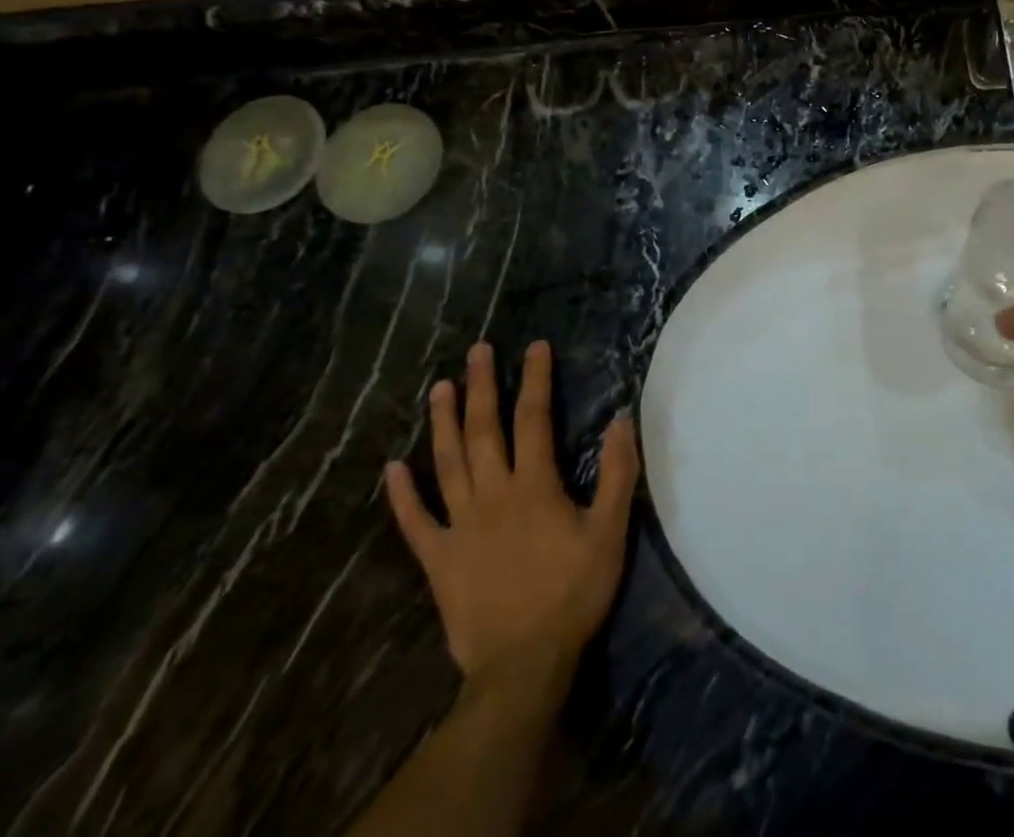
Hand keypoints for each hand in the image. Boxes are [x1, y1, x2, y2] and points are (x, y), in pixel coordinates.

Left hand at [385, 341, 638, 683]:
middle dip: (480, 386)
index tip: (535, 347)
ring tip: (439, 387)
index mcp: (534, 485)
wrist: (523, 664)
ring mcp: (459, 527)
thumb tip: (620, 418)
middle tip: (476, 351)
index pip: (533, 418)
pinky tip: (393, 467)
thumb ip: (617, 473)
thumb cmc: (573, 592)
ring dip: (441, 423)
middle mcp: (492, 495)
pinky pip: (414, 522)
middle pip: (483, 430)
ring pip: (446, 464)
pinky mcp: (437, 559)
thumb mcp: (610, 531)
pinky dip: (402, 494)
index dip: (534, 379)